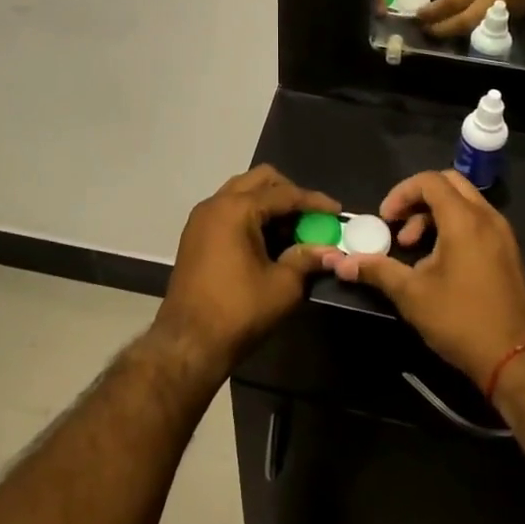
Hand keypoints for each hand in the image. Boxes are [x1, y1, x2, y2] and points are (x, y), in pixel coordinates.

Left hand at [152, 166, 339, 374]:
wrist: (188, 343)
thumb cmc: (238, 311)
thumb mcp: (283, 286)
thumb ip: (307, 259)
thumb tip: (331, 250)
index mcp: (237, 209)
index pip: (284, 194)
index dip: (314, 202)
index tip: (337, 211)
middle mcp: (216, 203)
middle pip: (260, 180)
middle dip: (290, 193)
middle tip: (311, 216)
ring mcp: (201, 218)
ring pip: (242, 192)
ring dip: (269, 204)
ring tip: (292, 230)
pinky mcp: (195, 235)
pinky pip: (229, 210)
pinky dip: (251, 215)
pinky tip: (268, 240)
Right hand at [327, 170, 524, 387]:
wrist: (516, 360)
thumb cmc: (461, 319)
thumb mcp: (412, 295)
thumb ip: (377, 270)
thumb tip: (341, 263)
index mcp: (464, 219)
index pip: (429, 180)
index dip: (401, 193)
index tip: (385, 219)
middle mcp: (487, 217)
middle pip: (449, 184)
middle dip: (418, 199)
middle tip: (399, 226)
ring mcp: (502, 234)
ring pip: (464, 203)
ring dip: (435, 215)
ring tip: (414, 249)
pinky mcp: (508, 252)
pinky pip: (477, 221)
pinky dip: (454, 227)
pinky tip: (439, 263)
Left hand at [404, 0, 524, 38]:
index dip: (434, 12)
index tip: (418, 15)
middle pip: (467, 21)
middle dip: (442, 29)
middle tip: (426, 28)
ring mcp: (514, 4)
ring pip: (480, 28)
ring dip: (456, 32)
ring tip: (440, 28)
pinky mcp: (523, 14)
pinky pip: (493, 27)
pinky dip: (474, 28)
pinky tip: (461, 24)